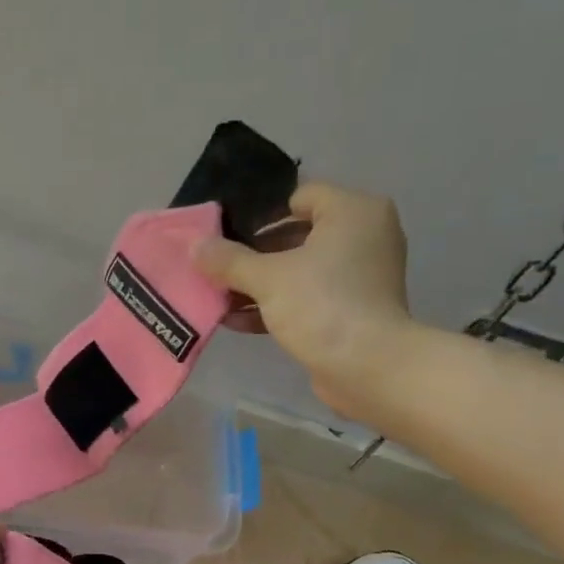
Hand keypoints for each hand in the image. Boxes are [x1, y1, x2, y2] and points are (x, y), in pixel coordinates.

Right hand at [195, 183, 419, 420]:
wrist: (368, 367)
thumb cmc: (322, 305)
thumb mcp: (267, 278)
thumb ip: (228, 259)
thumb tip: (194, 246)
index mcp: (353, 212)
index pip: (300, 196)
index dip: (261, 214)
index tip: (227, 235)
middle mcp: (364, 236)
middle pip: (297, 235)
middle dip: (254, 255)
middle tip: (218, 268)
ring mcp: (361, 275)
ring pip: (300, 270)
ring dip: (261, 284)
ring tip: (220, 297)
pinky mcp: (353, 309)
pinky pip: (309, 297)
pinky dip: (278, 305)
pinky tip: (238, 321)